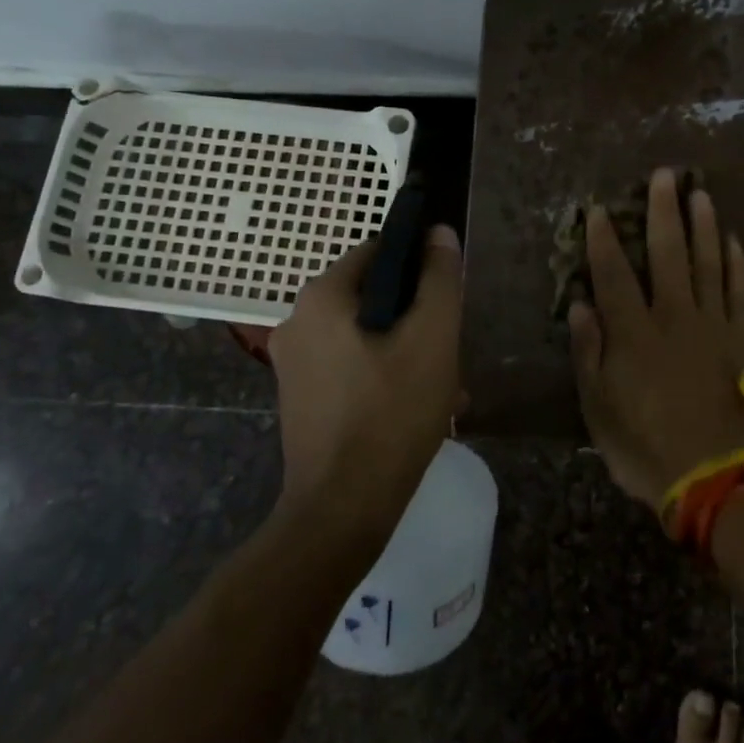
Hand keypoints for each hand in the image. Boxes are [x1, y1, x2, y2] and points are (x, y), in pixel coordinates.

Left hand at [267, 225, 464, 539]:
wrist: (342, 509)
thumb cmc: (391, 413)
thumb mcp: (432, 339)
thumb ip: (439, 280)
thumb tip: (438, 232)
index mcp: (321, 297)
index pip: (377, 252)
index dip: (418, 266)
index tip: (446, 299)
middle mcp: (297, 322)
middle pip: (372, 297)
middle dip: (415, 318)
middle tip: (448, 351)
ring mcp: (294, 364)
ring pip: (365, 336)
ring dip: (405, 351)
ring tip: (442, 387)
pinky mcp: (301, 399)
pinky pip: (351, 368)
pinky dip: (383, 377)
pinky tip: (416, 409)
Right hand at [567, 168, 743, 505]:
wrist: (719, 476)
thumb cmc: (647, 447)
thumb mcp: (599, 409)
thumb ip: (589, 353)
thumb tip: (581, 305)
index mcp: (634, 332)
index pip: (614, 273)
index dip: (603, 239)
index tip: (598, 209)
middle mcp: (674, 316)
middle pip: (668, 253)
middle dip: (662, 212)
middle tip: (664, 175)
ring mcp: (714, 325)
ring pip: (708, 263)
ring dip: (703, 225)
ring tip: (700, 193)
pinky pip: (740, 292)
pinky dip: (737, 264)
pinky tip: (734, 241)